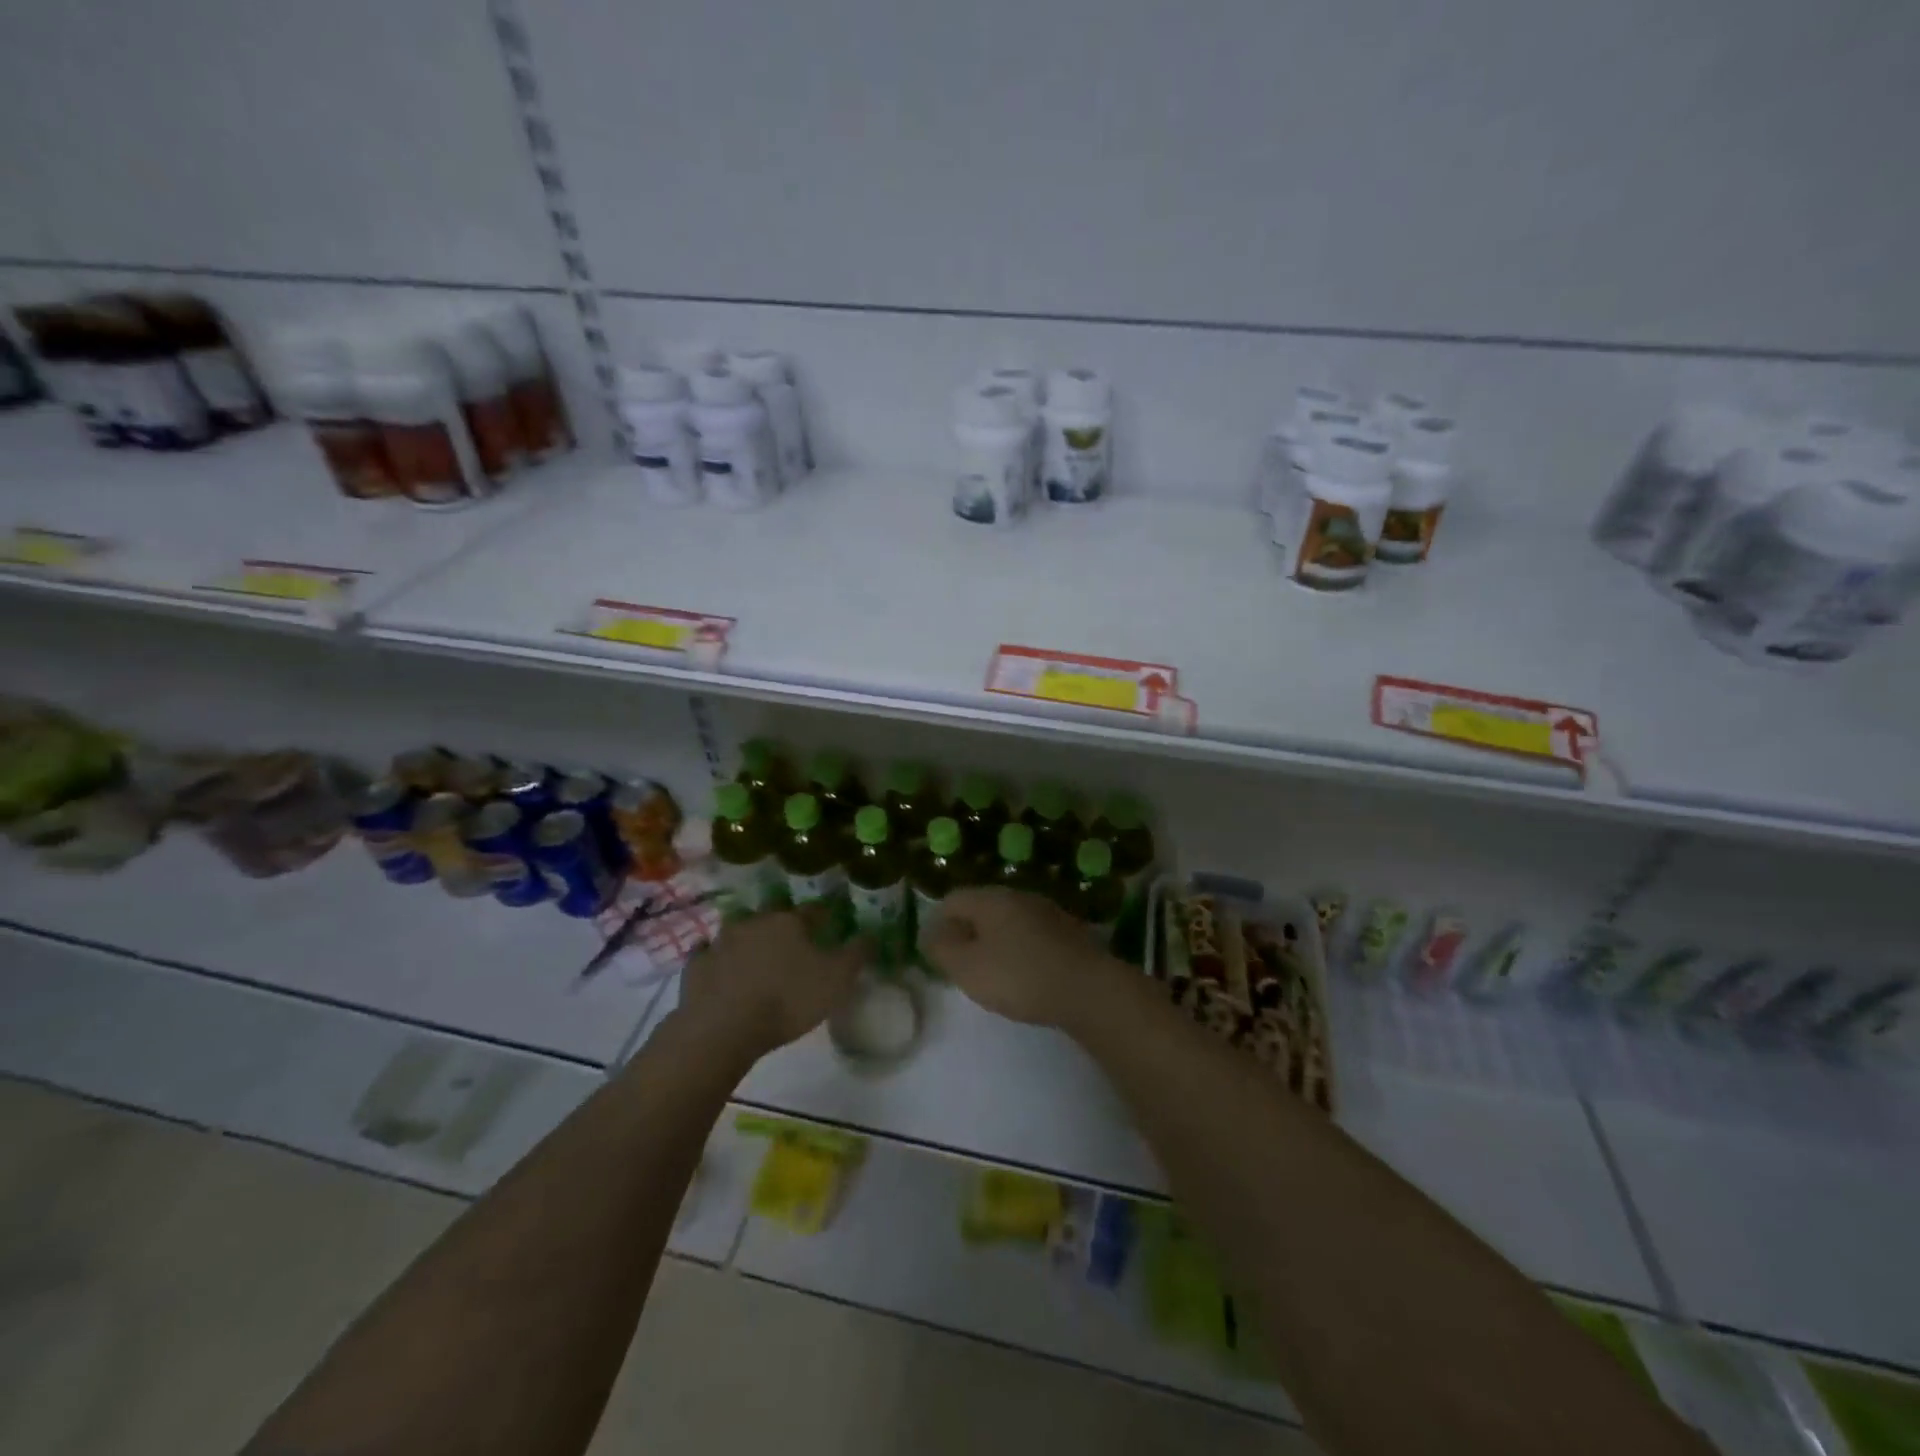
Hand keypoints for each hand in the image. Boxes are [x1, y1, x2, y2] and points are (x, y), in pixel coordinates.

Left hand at [678, 906, 864, 1061]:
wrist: (722, 1028)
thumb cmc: (787, 1000)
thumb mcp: (836, 980)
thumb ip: (856, 955)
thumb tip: (872, 934)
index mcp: (790, 921)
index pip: (813, 911)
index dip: (824, 918)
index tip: (830, 926)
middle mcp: (755, 921)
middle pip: (774, 919)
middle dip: (784, 929)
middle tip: (793, 947)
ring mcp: (721, 942)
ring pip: (740, 934)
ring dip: (749, 942)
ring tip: (758, 962)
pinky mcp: (696, 966)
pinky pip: (710, 956)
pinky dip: (717, 961)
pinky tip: (722, 972)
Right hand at [921, 887, 1121, 1027]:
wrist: (1089, 989)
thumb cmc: (1019, 976)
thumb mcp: (968, 968)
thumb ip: (942, 949)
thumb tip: (930, 933)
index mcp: (991, 899)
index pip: (953, 899)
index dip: (937, 923)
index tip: (935, 953)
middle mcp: (1019, 897)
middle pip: (982, 907)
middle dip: (967, 932)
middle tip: (960, 964)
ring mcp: (1047, 912)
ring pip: (1008, 921)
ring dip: (994, 942)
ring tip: (991, 973)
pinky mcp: (1068, 933)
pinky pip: (1031, 935)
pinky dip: (1020, 950)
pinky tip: (1024, 975)